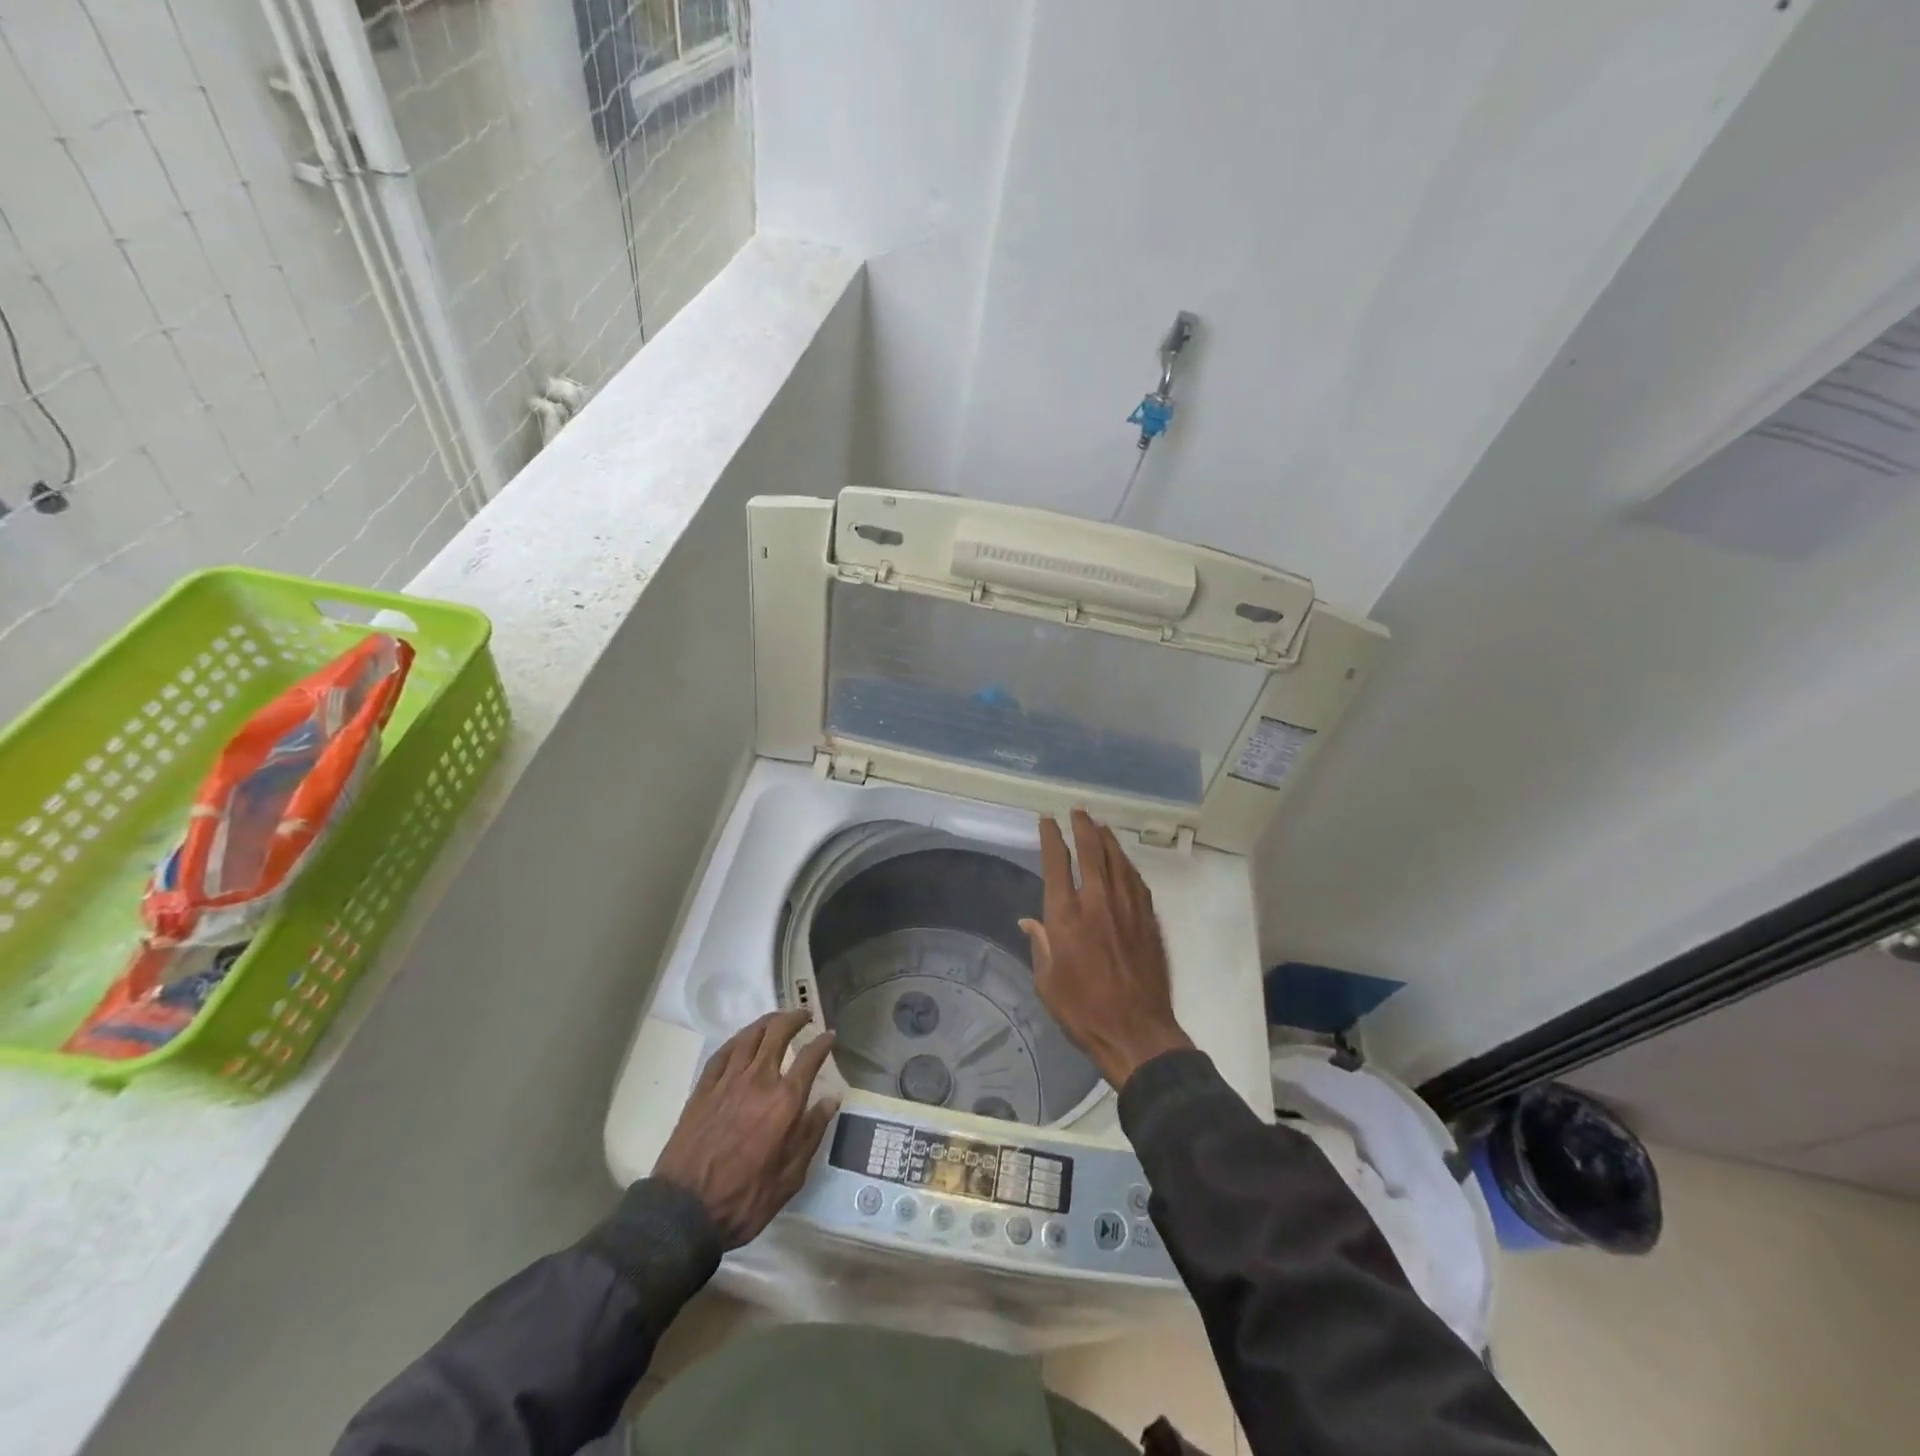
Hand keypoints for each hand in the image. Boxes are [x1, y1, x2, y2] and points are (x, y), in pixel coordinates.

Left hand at [654, 1010, 838, 1248]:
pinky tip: (743, 1039)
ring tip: (777, 1019)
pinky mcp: (703, 1089)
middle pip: (778, 1033)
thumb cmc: (744, 1200)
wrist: (684, 1212)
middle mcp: (758, 1080)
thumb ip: (812, 1134)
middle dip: (794, 1018)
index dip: (822, 1042)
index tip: (829, 1035)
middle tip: (804, 1015)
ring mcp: (727, 1081)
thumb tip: (831, 1100)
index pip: (809, 1057)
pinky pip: (723, 1052)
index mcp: (784, 1101)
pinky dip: (738, 1039)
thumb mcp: (790, 1177)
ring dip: (767, 1021)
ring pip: (750, 1036)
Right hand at [1021, 809, 1194, 1089]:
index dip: (1051, 837)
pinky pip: (1136, 880)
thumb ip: (1040, 945)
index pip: (1057, 863)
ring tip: (1100, 826)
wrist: (1136, 1032)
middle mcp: (1097, 902)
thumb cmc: (1083, 1010)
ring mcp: (1127, 908)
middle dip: (1083, 826)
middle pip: (1092, 851)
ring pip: (1118, 860)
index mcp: (1066, 916)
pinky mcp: (1148, 920)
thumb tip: (1029, 921)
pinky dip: (1126, 864)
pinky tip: (1123, 861)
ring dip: (1107, 839)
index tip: (1047, 821)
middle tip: (1078, 811)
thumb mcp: (1047, 982)